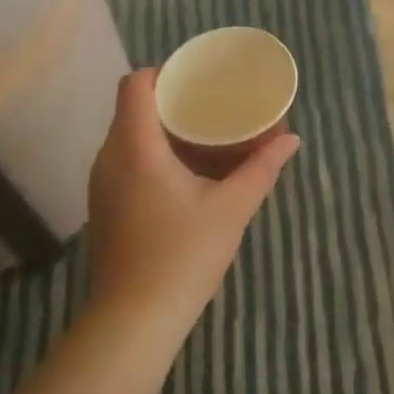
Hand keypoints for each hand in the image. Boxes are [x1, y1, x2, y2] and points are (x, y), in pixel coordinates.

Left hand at [87, 69, 299, 332]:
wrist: (134, 320)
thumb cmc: (183, 255)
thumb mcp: (231, 208)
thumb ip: (261, 168)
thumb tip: (290, 140)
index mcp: (135, 147)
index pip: (135, 85)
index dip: (164, 73)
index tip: (197, 79)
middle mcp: (110, 158)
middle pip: (135, 110)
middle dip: (174, 103)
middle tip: (214, 106)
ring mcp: (102, 185)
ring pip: (131, 138)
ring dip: (167, 133)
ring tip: (208, 138)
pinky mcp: (106, 208)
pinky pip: (128, 163)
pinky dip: (157, 157)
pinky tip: (189, 175)